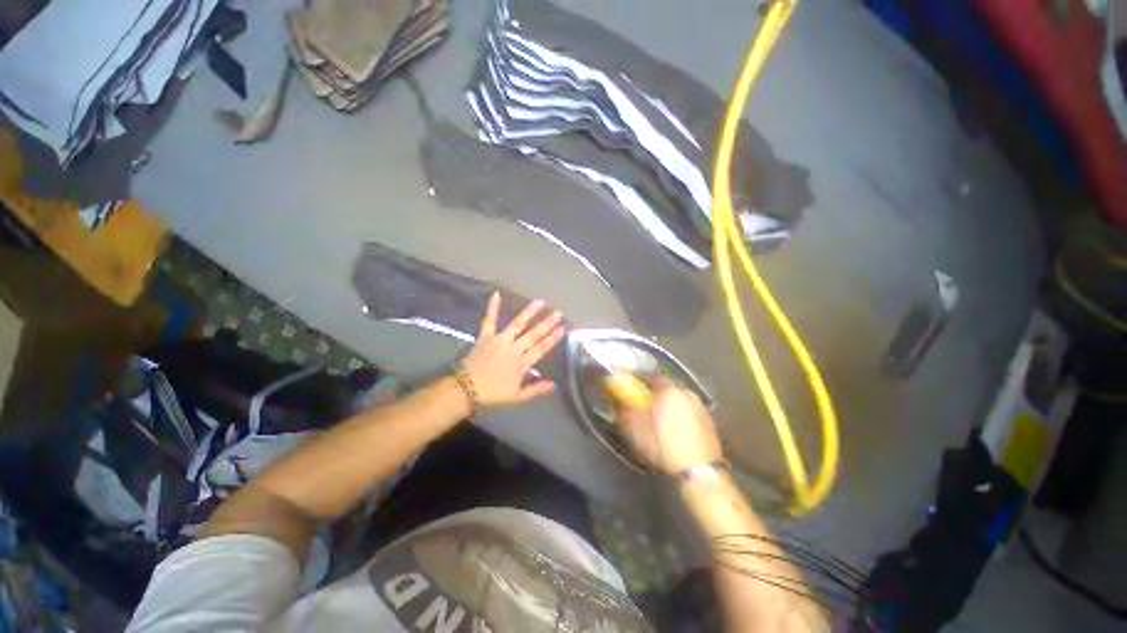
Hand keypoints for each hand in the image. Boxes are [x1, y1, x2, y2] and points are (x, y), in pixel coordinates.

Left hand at [458, 293, 565, 408]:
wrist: (466, 389)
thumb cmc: (492, 394)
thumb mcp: (517, 397)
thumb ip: (536, 389)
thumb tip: (554, 384)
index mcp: (522, 363)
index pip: (541, 348)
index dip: (553, 338)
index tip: (563, 328)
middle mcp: (514, 348)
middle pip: (533, 334)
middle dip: (547, 323)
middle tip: (558, 313)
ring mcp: (499, 340)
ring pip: (517, 324)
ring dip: (529, 312)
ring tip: (540, 301)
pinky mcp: (486, 336)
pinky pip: (489, 320)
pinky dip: (492, 307)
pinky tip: (496, 294)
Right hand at [619, 378, 722, 473]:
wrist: (699, 474)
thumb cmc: (662, 447)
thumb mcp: (634, 429)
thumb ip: (623, 409)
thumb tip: (616, 398)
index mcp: (668, 389)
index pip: (650, 375)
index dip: (639, 383)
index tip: (632, 391)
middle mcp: (686, 392)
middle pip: (666, 387)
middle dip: (655, 395)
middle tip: (645, 407)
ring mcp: (700, 407)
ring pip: (679, 400)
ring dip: (669, 406)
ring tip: (660, 422)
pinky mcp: (709, 423)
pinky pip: (689, 413)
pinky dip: (681, 417)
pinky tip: (675, 432)